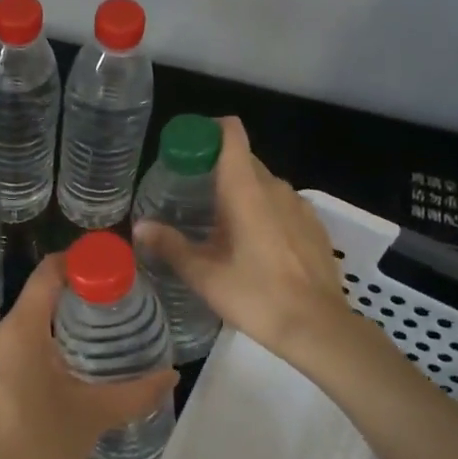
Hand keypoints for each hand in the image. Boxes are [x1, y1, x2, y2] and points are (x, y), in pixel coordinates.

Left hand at [0, 256, 176, 458]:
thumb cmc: (43, 450)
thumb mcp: (94, 415)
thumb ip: (136, 391)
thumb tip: (172, 374)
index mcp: (17, 331)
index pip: (46, 274)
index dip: (76, 264)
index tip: (105, 269)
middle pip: (33, 305)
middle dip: (69, 307)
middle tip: (106, 317)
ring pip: (17, 334)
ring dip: (47, 337)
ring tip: (83, 352)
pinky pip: (2, 359)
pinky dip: (26, 360)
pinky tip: (50, 383)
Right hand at [135, 116, 349, 361]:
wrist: (318, 328)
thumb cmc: (256, 296)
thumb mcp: (204, 275)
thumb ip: (170, 245)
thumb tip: (140, 227)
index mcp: (245, 189)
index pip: (231, 133)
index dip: (208, 130)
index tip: (186, 150)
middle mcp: (275, 187)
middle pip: (243, 158)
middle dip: (216, 168)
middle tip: (189, 195)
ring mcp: (299, 205)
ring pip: (263, 184)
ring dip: (240, 193)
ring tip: (218, 224)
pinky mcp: (314, 226)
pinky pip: (281, 205)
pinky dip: (263, 212)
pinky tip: (253, 246)